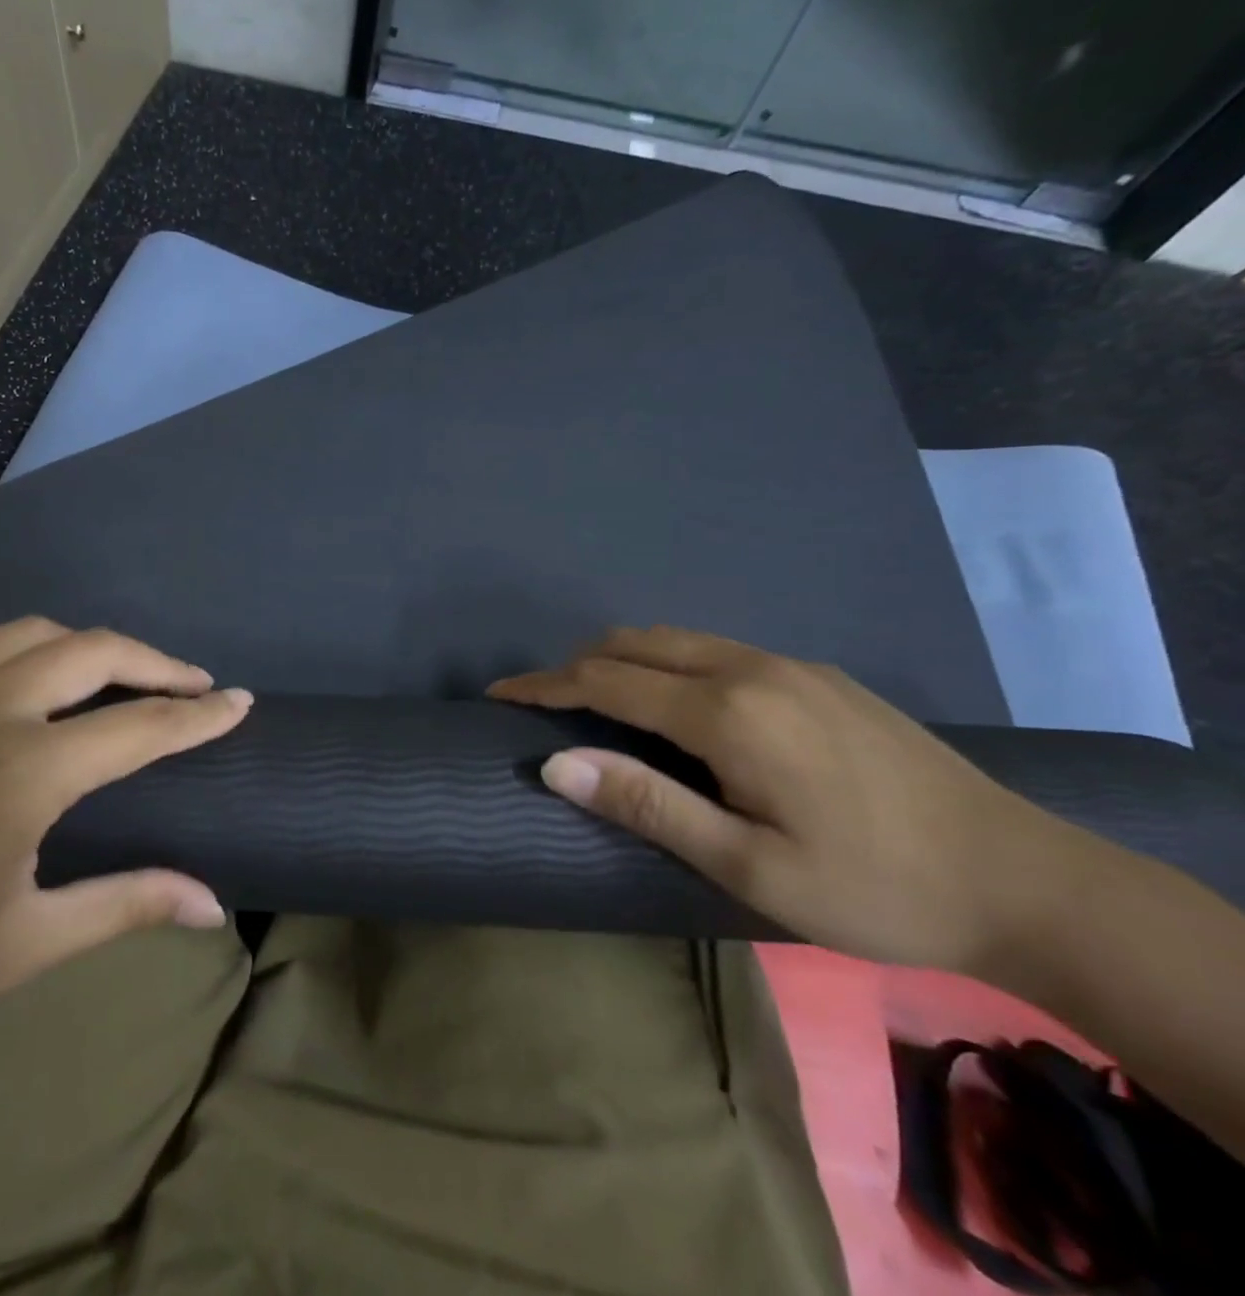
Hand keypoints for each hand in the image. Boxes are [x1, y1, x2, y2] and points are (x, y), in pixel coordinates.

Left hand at [0, 618, 249, 1064]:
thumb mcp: (20, 946)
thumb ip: (124, 905)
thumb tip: (213, 905)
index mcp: (19, 774)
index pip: (139, 727)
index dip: (198, 714)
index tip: (240, 701)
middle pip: (93, 649)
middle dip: (156, 662)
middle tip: (192, 685)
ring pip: (35, 633)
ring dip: (93, 647)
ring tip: (123, 680)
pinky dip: (35, 654)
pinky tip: (40, 691)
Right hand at [489, 626, 1100, 974]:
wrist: (1027, 882)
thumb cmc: (873, 887)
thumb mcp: (749, 865)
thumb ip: (647, 803)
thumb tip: (555, 763)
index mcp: (728, 712)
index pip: (606, 680)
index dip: (544, 685)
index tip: (500, 693)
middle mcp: (751, 669)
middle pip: (636, 643)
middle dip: (577, 664)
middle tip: (543, 702)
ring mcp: (791, 666)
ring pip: (677, 640)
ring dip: (623, 660)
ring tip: (597, 702)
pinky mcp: (818, 676)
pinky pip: (716, 650)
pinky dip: (668, 664)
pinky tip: (677, 707)